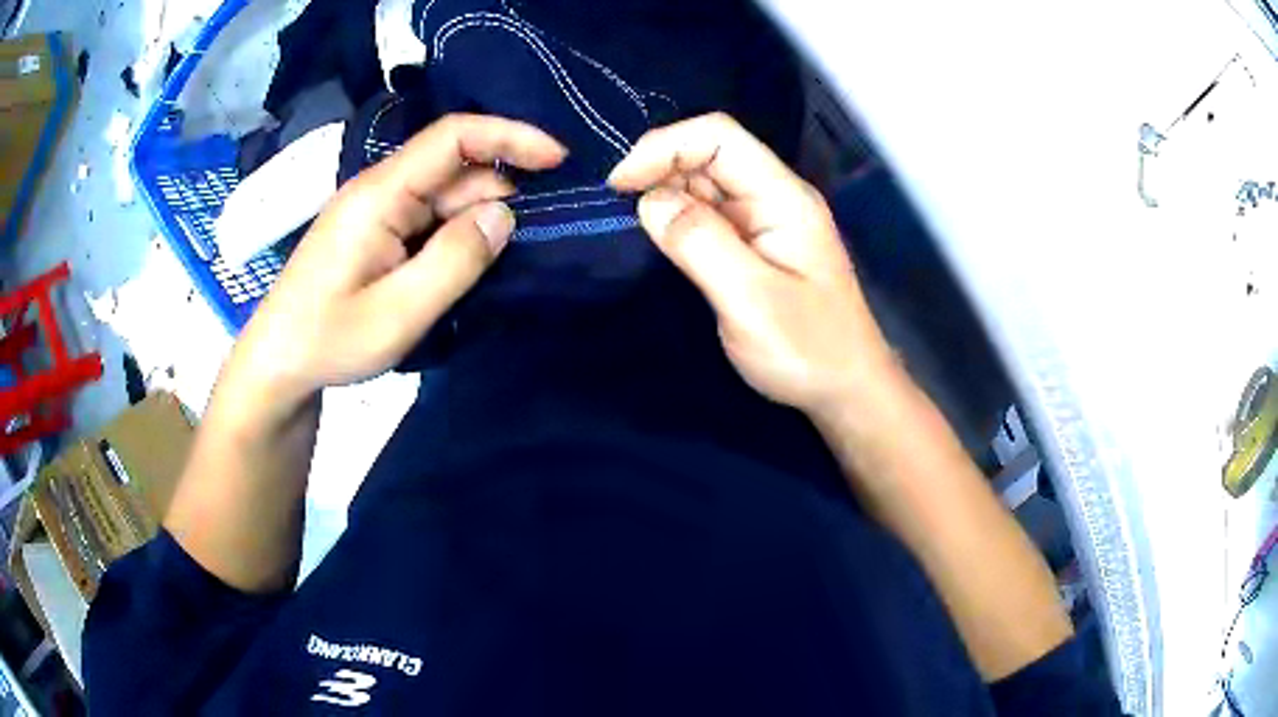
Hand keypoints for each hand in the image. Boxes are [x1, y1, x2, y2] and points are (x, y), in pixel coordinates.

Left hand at [230, 115, 566, 406]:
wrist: (278, 364)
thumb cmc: (328, 340)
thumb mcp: (398, 313)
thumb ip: (455, 261)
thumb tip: (505, 215)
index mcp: (381, 194)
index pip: (452, 136)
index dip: (510, 136)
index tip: (558, 159)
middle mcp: (380, 190)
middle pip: (454, 170)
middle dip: (501, 192)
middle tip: (537, 241)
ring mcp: (377, 211)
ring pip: (445, 197)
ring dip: (480, 221)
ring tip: (502, 265)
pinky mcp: (376, 233)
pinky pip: (428, 220)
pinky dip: (457, 237)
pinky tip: (471, 267)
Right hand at [608, 113, 893, 417]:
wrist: (845, 389)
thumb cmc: (808, 350)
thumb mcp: (751, 300)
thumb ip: (701, 243)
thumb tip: (649, 200)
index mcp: (782, 197)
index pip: (719, 137)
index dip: (664, 146)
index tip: (619, 184)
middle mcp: (772, 197)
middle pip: (708, 154)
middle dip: (657, 169)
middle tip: (613, 209)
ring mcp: (762, 220)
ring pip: (702, 183)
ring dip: (662, 193)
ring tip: (627, 225)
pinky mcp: (751, 244)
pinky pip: (706, 215)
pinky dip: (674, 217)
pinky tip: (654, 237)